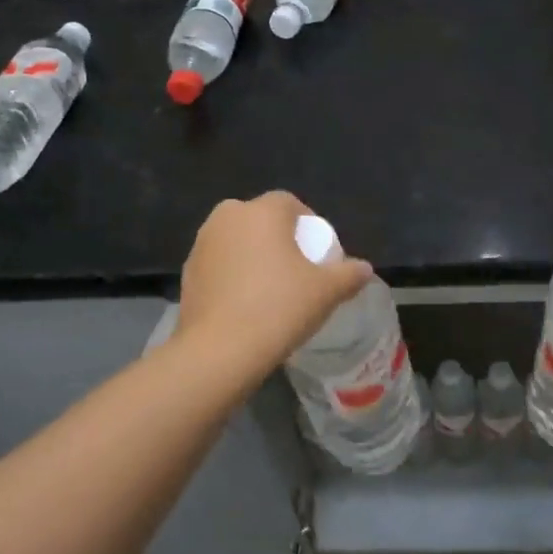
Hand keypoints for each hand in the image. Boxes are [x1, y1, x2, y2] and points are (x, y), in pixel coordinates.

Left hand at [176, 192, 373, 370]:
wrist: (220, 350)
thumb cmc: (279, 308)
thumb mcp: (326, 292)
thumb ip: (349, 274)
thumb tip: (364, 269)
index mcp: (261, 212)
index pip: (289, 202)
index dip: (308, 222)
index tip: (318, 251)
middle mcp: (226, 218)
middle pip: (260, 219)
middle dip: (278, 237)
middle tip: (296, 268)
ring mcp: (202, 245)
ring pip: (236, 240)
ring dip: (253, 255)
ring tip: (270, 288)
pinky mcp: (187, 273)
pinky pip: (219, 264)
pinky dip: (233, 275)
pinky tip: (245, 304)